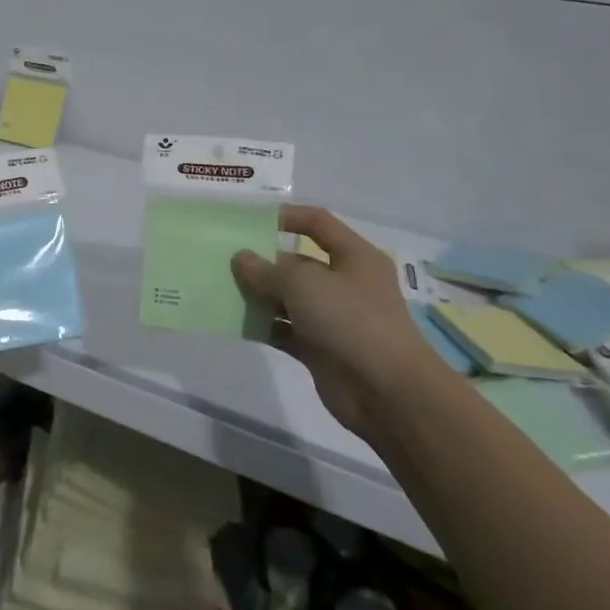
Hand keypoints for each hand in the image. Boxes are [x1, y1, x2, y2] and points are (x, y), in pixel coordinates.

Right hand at [231, 206, 436, 436]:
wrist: (386, 392)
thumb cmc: (350, 320)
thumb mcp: (304, 284)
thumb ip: (268, 269)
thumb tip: (242, 258)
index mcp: (354, 256)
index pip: (318, 222)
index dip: (285, 216)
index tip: (248, 221)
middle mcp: (345, 283)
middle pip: (298, 263)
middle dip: (263, 262)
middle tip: (223, 261)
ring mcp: (333, 317)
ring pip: (289, 298)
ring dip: (259, 295)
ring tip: (222, 290)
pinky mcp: (320, 348)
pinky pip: (285, 329)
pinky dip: (264, 326)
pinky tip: (236, 323)